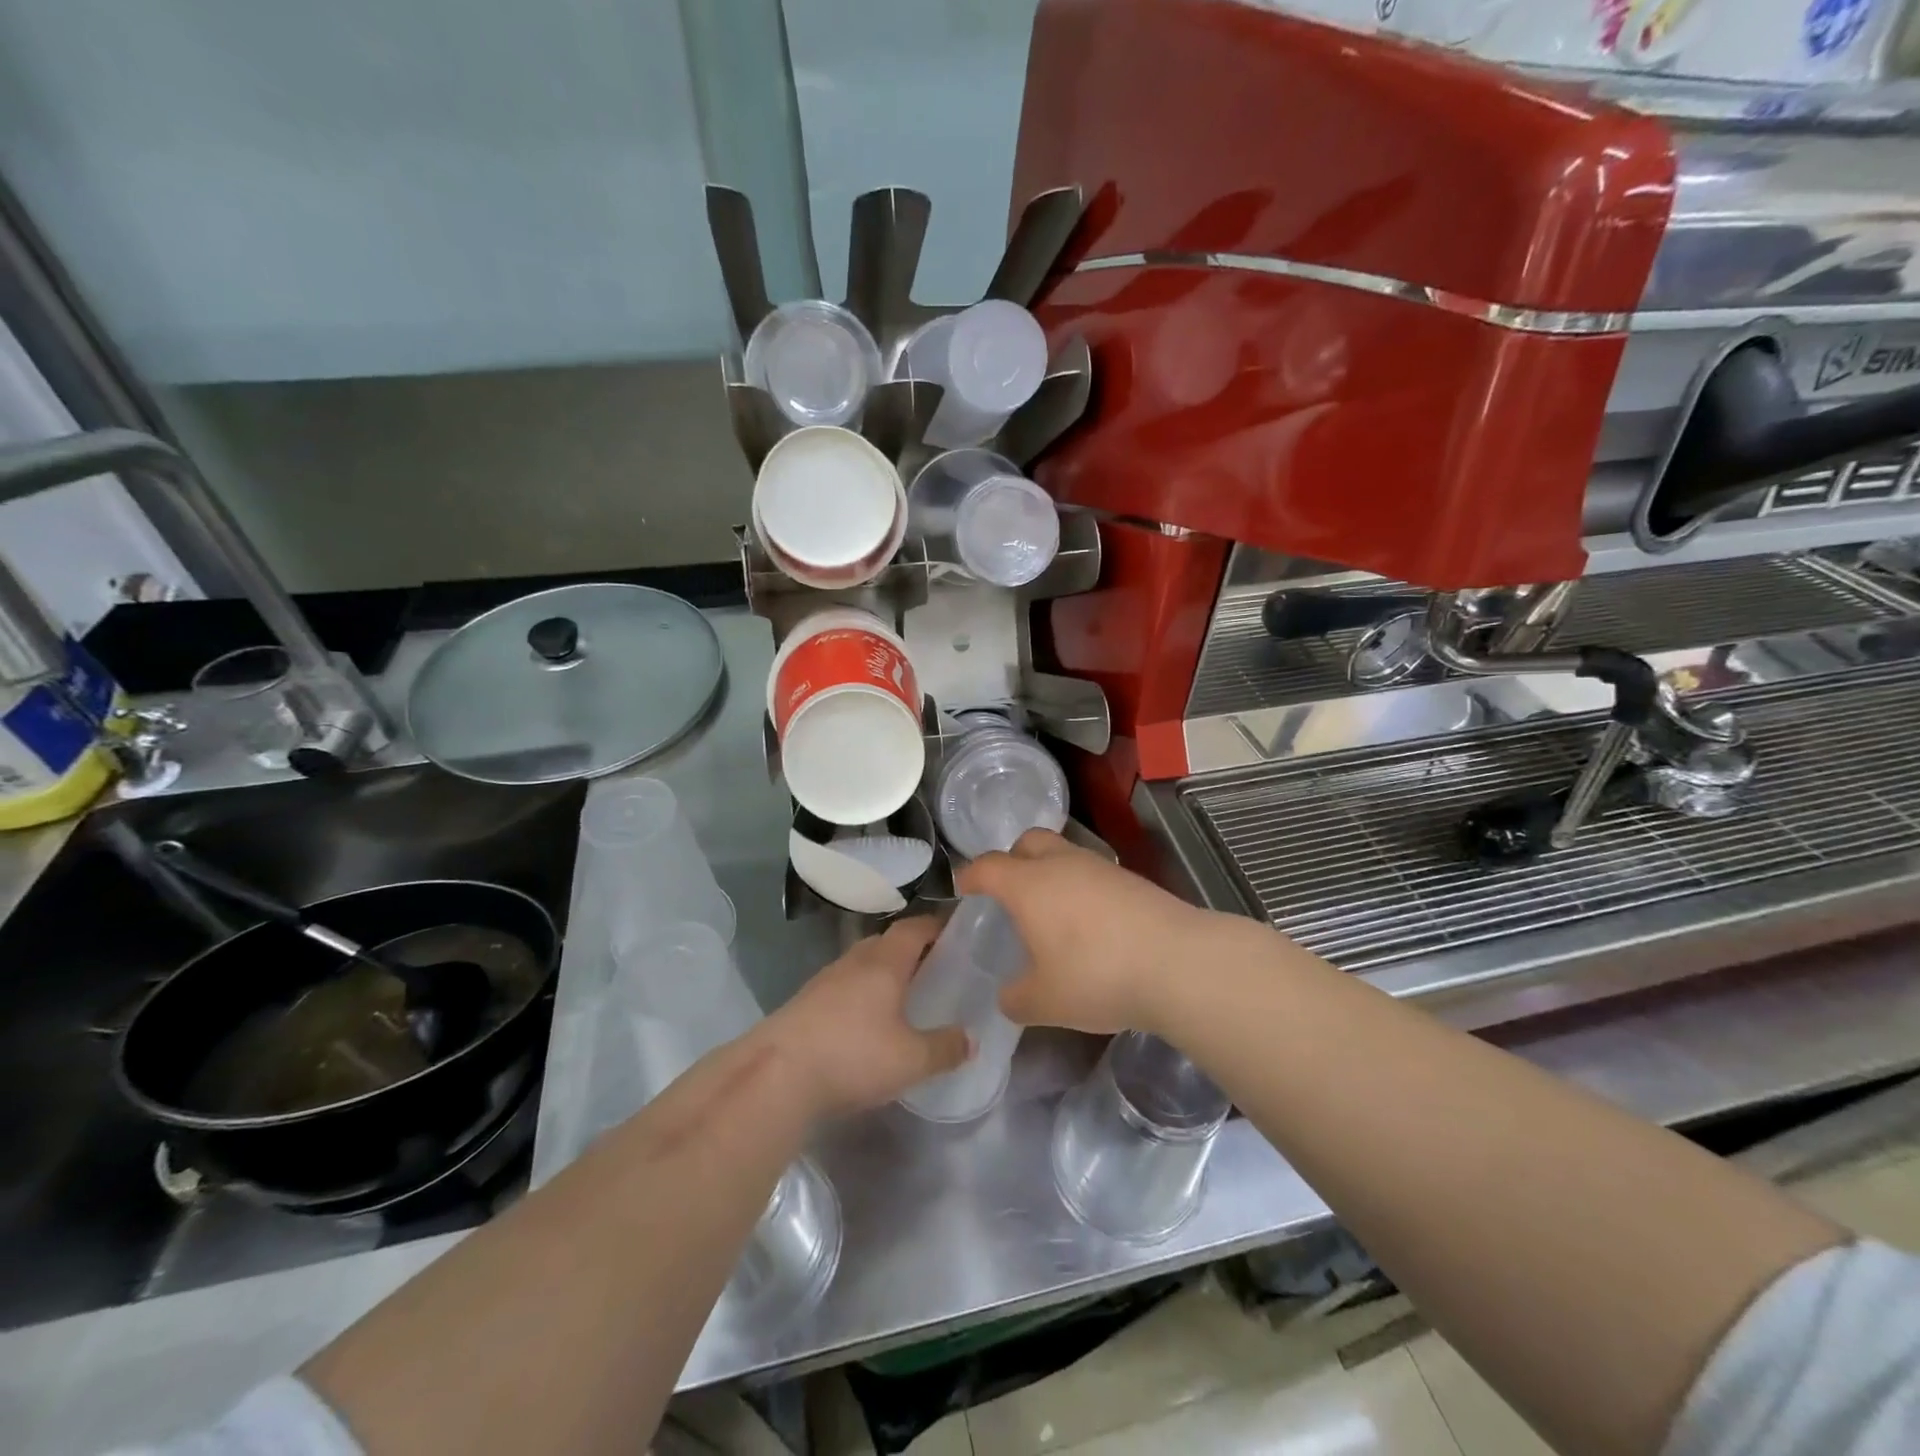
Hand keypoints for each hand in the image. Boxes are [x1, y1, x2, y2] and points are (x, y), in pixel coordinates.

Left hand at [758, 918, 969, 1117]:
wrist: (776, 1075)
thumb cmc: (852, 1056)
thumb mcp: (911, 1060)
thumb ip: (945, 1048)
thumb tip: (972, 1039)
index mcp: (885, 962)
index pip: (915, 927)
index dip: (937, 926)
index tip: (957, 932)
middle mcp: (855, 961)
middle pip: (887, 941)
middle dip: (912, 949)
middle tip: (936, 967)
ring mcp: (825, 980)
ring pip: (862, 963)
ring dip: (884, 971)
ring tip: (904, 994)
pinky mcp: (805, 1002)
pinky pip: (844, 985)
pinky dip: (861, 992)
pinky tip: (867, 1021)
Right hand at [957, 829, 1223, 1035]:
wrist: (1177, 963)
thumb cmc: (1096, 976)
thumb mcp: (1043, 1002)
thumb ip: (1016, 998)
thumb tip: (1009, 995)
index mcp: (1028, 885)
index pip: (988, 866)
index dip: (970, 875)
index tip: (963, 888)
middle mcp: (1061, 864)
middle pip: (1028, 842)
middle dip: (1012, 859)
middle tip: (1009, 891)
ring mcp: (1100, 867)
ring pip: (1064, 853)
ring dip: (1050, 872)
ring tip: (1051, 911)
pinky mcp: (1132, 879)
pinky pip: (1092, 873)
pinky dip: (1081, 888)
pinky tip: (1089, 923)